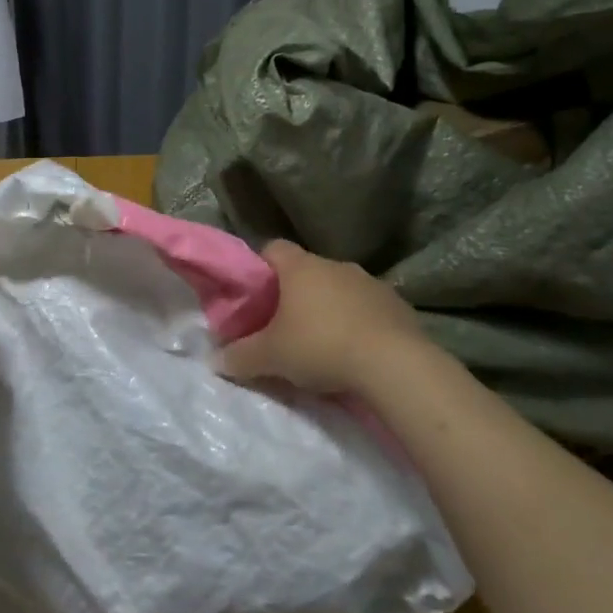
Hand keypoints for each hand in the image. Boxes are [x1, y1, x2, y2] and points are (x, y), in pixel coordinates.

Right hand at [219, 239, 433, 393]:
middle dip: (294, 293)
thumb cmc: (321, 346)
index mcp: (301, 267)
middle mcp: (335, 265)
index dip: (260, 266)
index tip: (254, 293)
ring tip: (321, 342)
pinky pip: (368, 308)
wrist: (394, 364)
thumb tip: (215, 361)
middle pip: (307, 270)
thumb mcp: (271, 357)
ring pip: (339, 289)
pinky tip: (355, 351)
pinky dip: (358, 323)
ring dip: (329, 308)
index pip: (273, 248)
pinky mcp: (398, 305)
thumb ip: (240, 356)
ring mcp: (370, 282)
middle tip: (282, 325)